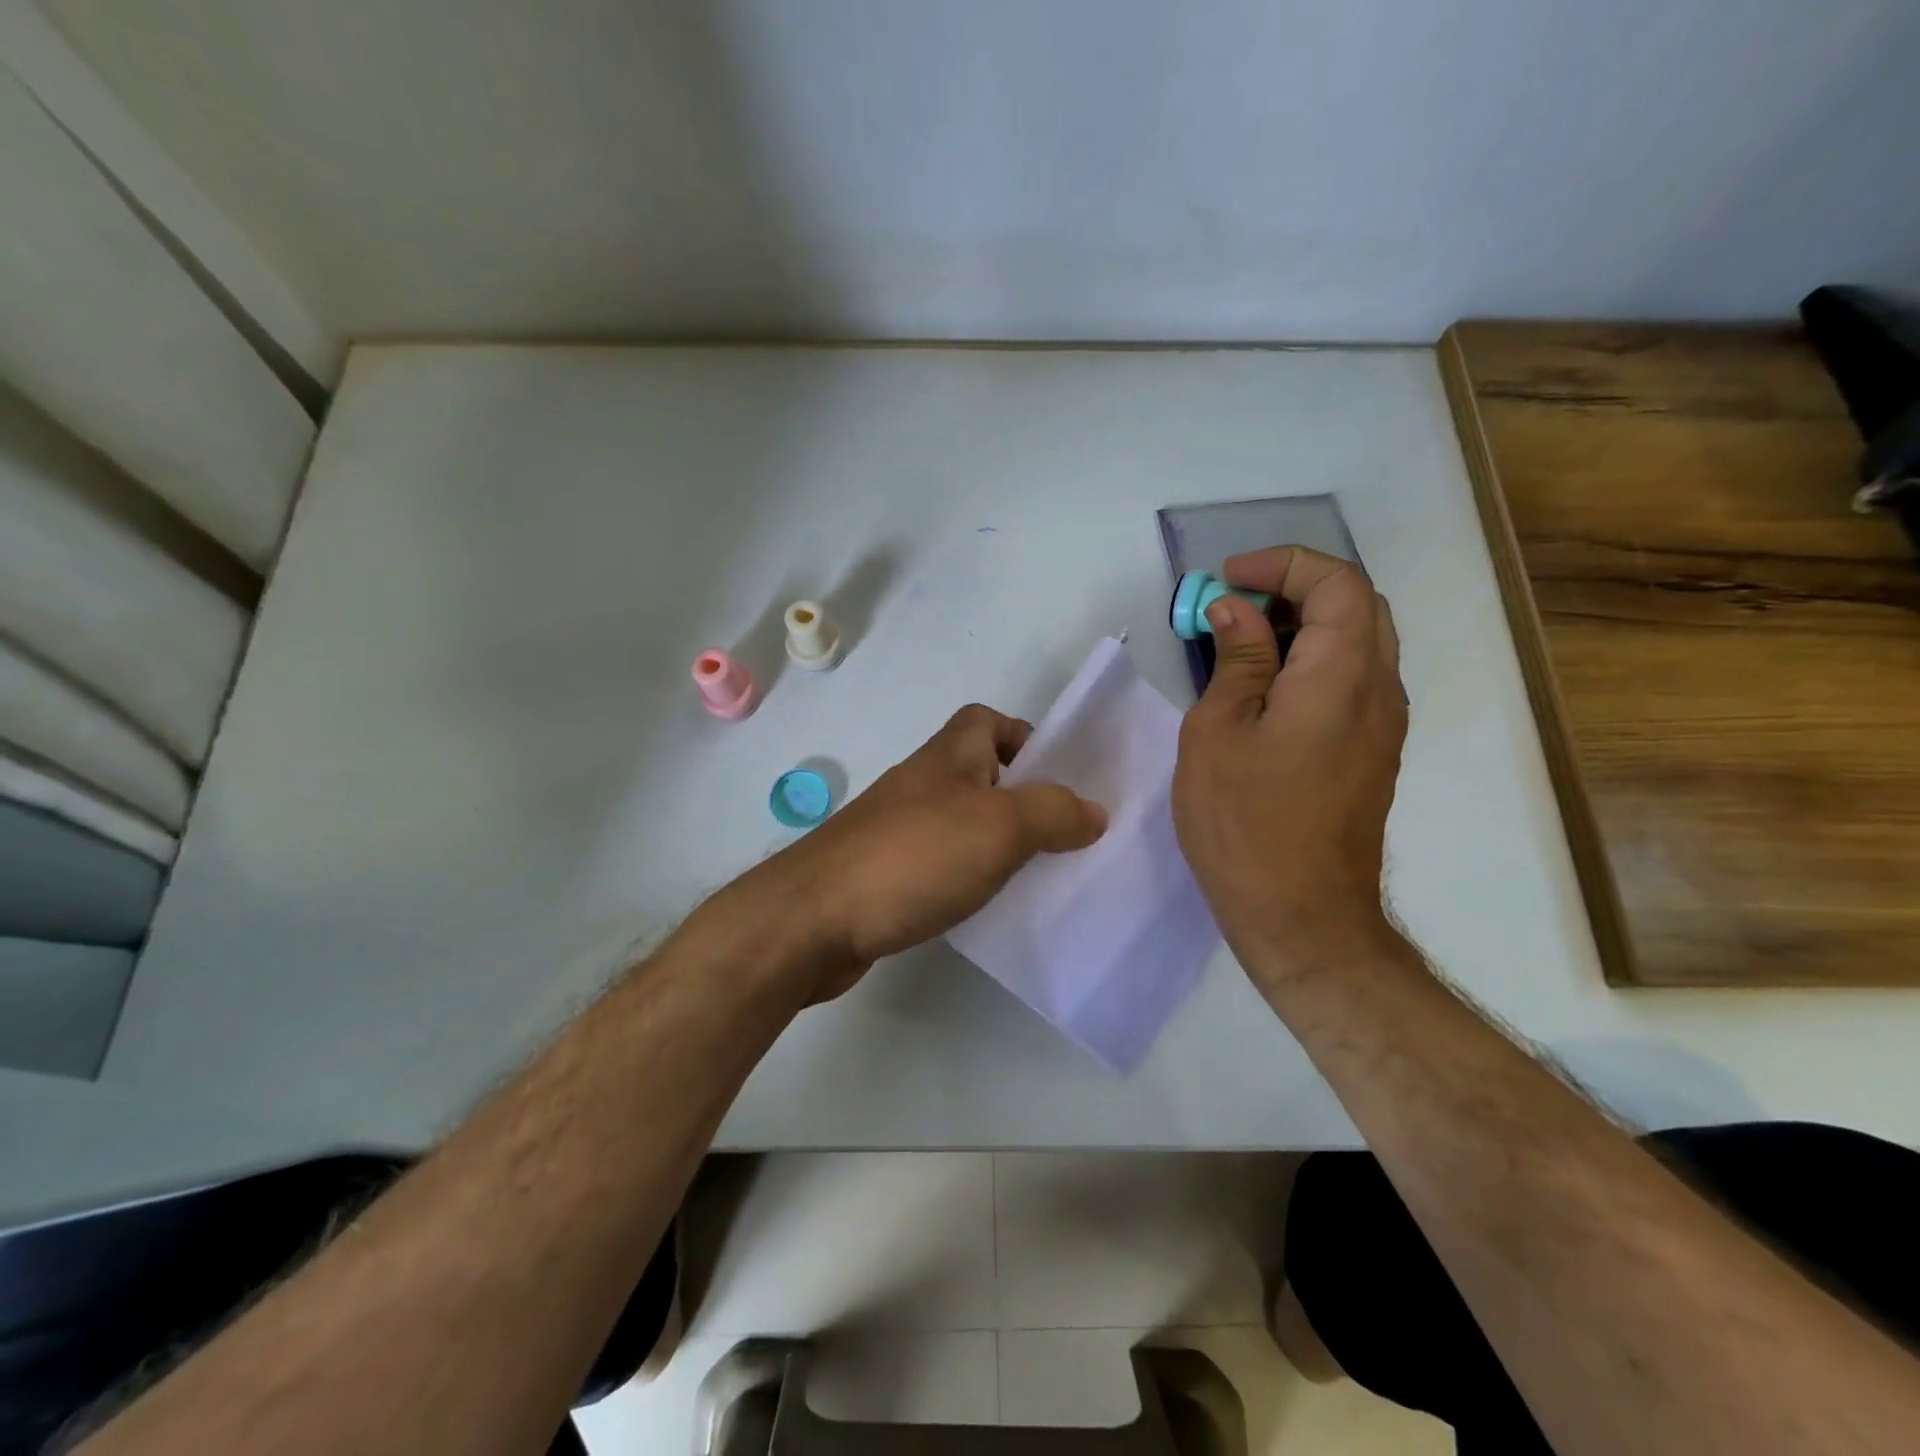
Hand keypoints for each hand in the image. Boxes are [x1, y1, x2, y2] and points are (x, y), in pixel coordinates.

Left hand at [744, 704, 1106, 1000]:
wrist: (815, 918)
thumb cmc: (914, 857)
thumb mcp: (1000, 826)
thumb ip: (1054, 813)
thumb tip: (1094, 812)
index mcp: (949, 756)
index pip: (990, 721)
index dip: (1027, 739)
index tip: (1061, 779)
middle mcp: (924, 784)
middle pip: (984, 775)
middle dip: (1026, 799)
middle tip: (1066, 835)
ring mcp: (902, 829)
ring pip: (966, 822)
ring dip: (1001, 842)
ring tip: (1041, 875)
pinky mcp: (890, 874)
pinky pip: (945, 864)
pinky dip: (971, 877)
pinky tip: (991, 906)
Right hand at [1173, 546, 1407, 987]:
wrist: (1302, 914)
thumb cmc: (1244, 821)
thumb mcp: (1218, 732)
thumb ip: (1235, 661)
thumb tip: (1235, 610)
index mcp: (1341, 676)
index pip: (1337, 582)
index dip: (1282, 565)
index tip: (1227, 581)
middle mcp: (1379, 690)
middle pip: (1357, 605)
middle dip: (1294, 588)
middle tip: (1234, 607)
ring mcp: (1383, 724)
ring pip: (1359, 642)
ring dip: (1304, 625)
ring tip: (1241, 645)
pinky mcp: (1372, 752)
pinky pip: (1353, 680)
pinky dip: (1313, 661)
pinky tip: (1265, 690)